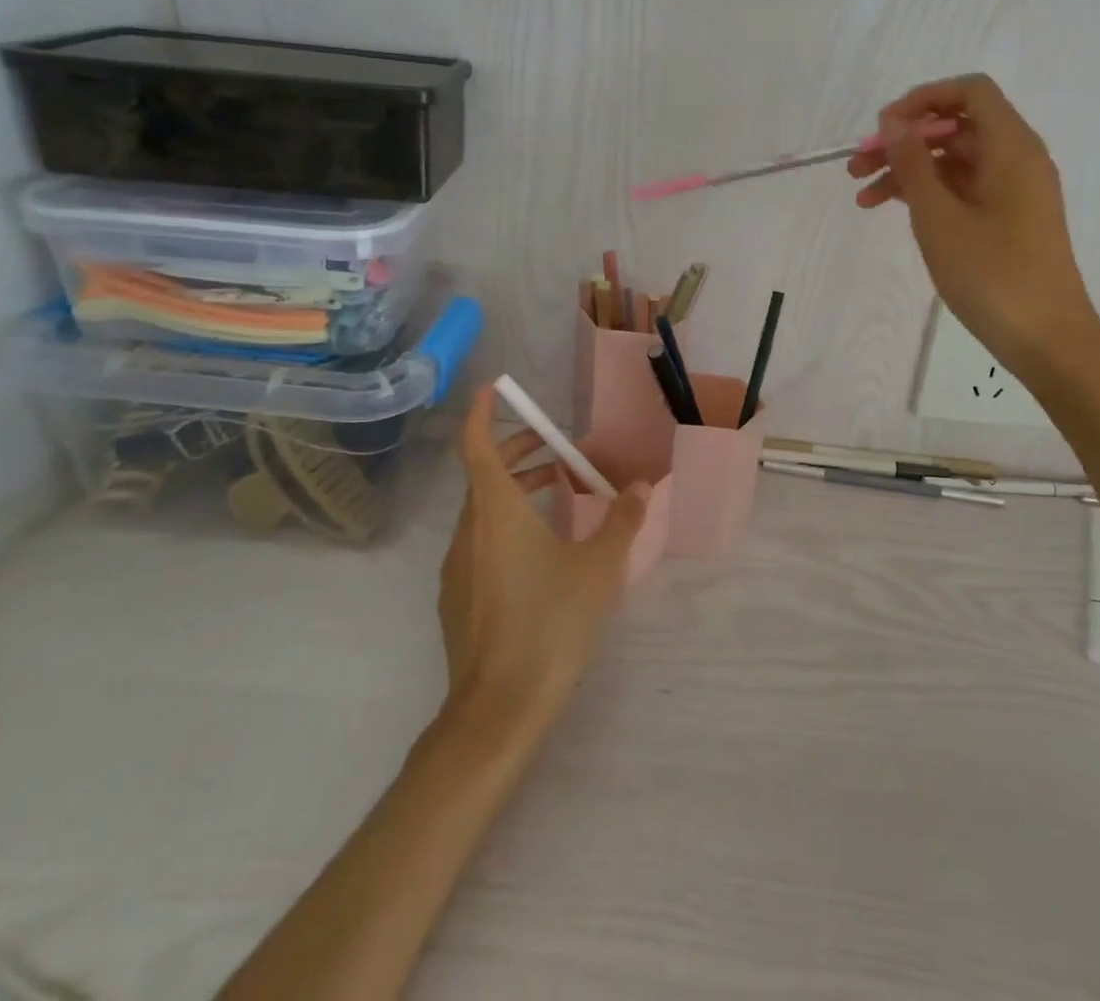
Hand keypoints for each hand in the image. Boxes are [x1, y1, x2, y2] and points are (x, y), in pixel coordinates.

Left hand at [440, 384, 650, 735]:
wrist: (498, 710)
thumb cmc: (550, 624)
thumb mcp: (599, 568)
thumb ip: (622, 521)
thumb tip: (642, 486)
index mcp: (495, 513)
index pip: (477, 446)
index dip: (483, 413)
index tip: (495, 389)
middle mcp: (468, 531)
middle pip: (485, 475)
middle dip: (520, 453)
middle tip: (560, 450)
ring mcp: (457, 567)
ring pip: (484, 510)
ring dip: (519, 491)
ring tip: (563, 496)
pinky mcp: (458, 597)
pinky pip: (481, 542)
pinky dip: (508, 525)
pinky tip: (542, 552)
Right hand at [848, 74, 1099, 373]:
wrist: (1046, 339)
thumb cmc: (992, 275)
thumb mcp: (939, 218)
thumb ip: (913, 165)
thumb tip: (893, 123)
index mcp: (1012, 148)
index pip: (970, 92)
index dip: (923, 99)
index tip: (882, 127)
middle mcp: (1017, 160)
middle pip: (955, 128)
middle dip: (903, 141)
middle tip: (856, 167)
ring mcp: (1013, 191)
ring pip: (953, 162)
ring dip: (907, 172)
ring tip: (861, 198)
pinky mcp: (1006, 219)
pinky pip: (962, 190)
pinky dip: (927, 196)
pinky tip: (891, 212)